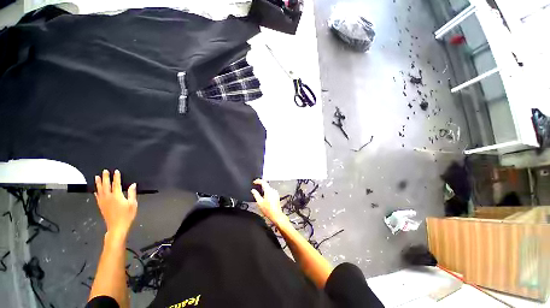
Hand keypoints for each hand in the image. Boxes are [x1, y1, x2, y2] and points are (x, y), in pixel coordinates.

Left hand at [94, 170, 137, 238]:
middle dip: (105, 177)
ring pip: (99, 190)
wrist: (117, 227)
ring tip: (97, 177)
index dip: (116, 177)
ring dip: (98, 183)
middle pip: (106, 185)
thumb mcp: (133, 204)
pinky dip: (96, 192)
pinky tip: (95, 190)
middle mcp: (108, 197)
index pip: (116, 184)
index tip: (115, 171)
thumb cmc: (127, 215)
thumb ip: (132, 193)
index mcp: (117, 196)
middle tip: (104, 171)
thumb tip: (133, 185)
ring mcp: (103, 201)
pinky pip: (97, 197)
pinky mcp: (101, 206)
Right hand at [251, 179, 286, 223]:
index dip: (258, 181)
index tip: (254, 182)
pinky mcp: (276, 196)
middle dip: (260, 185)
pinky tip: (264, 196)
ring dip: (264, 188)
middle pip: (266, 184)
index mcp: (268, 191)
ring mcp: (275, 193)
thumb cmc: (268, 210)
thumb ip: (256, 194)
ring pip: (268, 188)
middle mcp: (273, 190)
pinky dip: (267, 192)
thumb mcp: (259, 202)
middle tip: (255, 186)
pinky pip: (271, 191)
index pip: (263, 182)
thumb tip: (253, 190)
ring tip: (259, 191)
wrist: (276, 215)